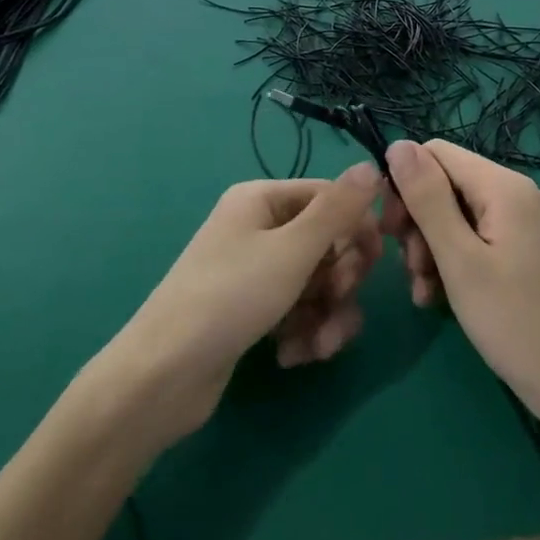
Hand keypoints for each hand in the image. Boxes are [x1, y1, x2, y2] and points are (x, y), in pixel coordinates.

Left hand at [102, 164, 384, 443]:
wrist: (164, 374)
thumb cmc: (231, 297)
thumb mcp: (293, 249)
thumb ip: (338, 209)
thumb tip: (372, 164)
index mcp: (262, 200)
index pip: (330, 198)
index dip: (357, 228)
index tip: (375, 261)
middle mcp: (258, 228)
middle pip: (327, 244)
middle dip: (341, 280)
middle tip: (336, 301)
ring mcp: (254, 272)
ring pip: (317, 284)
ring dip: (327, 316)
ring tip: (318, 345)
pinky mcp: (252, 311)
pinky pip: (297, 311)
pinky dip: (303, 332)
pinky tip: (291, 356)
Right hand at [381, 139, 539, 425]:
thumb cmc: (515, 322)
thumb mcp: (459, 259)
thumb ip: (427, 198)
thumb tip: (397, 145)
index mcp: (503, 186)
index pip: (434, 153)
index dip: (404, 183)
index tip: (391, 231)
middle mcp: (517, 193)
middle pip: (445, 183)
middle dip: (418, 221)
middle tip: (410, 268)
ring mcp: (525, 222)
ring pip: (456, 214)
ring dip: (430, 247)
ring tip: (423, 290)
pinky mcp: (526, 249)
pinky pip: (476, 238)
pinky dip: (453, 260)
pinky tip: (439, 296)